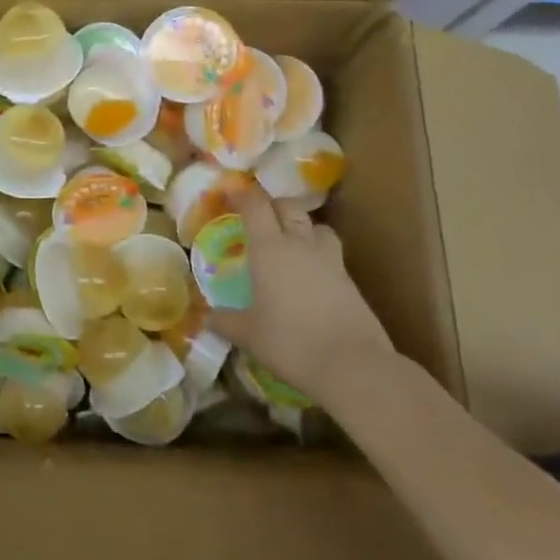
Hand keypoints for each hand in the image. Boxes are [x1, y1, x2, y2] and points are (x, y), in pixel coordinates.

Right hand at [211, 187, 394, 406]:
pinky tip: (310, 277)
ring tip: (292, 243)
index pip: (255, 206)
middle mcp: (300, 245)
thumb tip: (207, 318)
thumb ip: (225, 321)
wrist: (353, 365)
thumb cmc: (290, 342)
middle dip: (273, 206)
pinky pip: (332, 254)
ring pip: (317, 227)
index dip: (242, 195)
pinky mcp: (351, 281)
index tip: (230, 194)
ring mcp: (330, 261)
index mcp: (269, 248)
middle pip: (289, 207)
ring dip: (303, 227)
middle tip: (259, 219)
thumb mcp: (248, 334)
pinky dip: (319, 256)